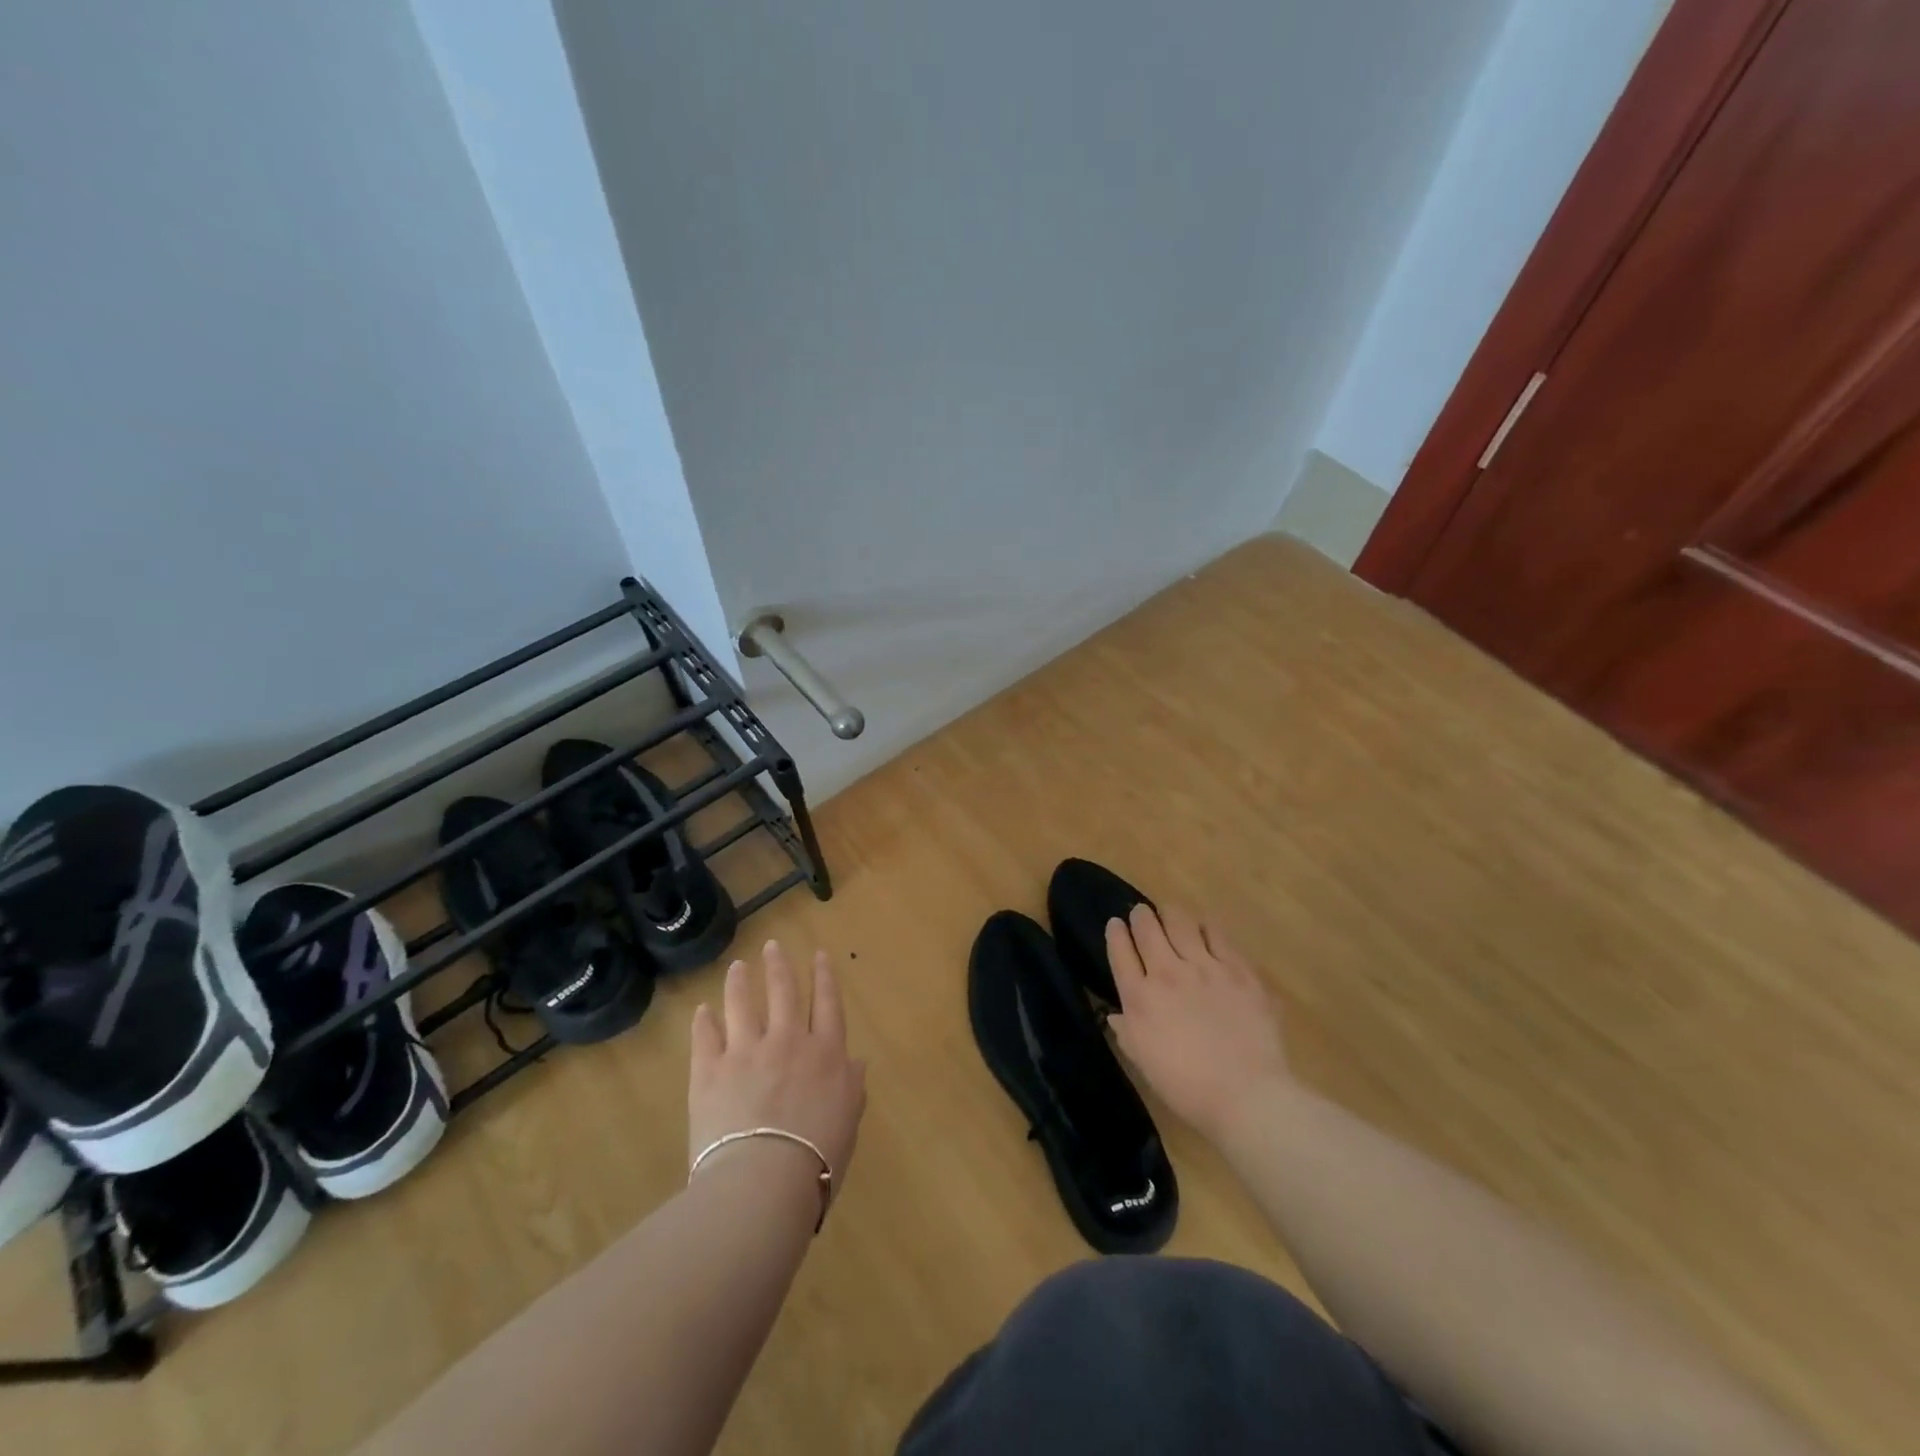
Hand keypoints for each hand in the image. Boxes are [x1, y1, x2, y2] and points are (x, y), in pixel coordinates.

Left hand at [689, 941, 866, 1199]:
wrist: (764, 1180)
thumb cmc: (817, 1158)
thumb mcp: (848, 1122)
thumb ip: (852, 1087)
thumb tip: (857, 1061)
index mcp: (826, 1053)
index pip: (827, 1003)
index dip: (824, 976)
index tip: (819, 954)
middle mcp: (788, 1040)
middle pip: (784, 992)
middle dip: (779, 965)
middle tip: (772, 945)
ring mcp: (746, 1051)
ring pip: (742, 1004)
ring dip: (739, 982)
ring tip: (737, 967)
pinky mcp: (710, 1070)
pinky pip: (706, 1036)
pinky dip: (703, 1021)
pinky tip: (702, 1011)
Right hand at [1105, 904, 1291, 1144]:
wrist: (1247, 1095)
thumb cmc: (1188, 1088)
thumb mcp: (1144, 1062)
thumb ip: (1128, 1032)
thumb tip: (1117, 1014)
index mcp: (1140, 998)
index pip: (1120, 951)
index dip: (1115, 933)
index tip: (1116, 925)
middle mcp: (1167, 973)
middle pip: (1147, 928)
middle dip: (1141, 916)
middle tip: (1142, 914)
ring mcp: (1205, 967)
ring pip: (1181, 922)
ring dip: (1171, 915)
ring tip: (1172, 915)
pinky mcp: (1238, 970)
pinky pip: (1218, 935)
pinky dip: (1207, 928)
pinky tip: (1207, 930)